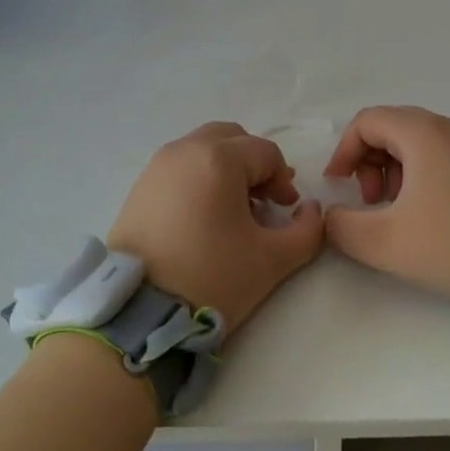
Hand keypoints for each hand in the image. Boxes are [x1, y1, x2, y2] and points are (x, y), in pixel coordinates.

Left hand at [106, 122, 324, 335]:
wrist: (139, 312)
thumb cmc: (211, 277)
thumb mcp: (272, 260)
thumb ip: (307, 231)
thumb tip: (310, 210)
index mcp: (218, 158)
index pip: (265, 153)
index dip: (283, 180)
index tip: (286, 211)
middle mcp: (185, 149)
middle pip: (232, 138)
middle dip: (254, 164)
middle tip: (262, 201)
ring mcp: (157, 165)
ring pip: (203, 148)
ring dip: (226, 168)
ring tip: (233, 211)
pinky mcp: (140, 186)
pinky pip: (180, 166)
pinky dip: (199, 177)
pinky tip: (203, 217)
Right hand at [322, 106, 449, 303]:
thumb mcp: (386, 242)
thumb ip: (343, 227)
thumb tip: (331, 216)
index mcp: (420, 133)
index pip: (366, 122)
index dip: (343, 151)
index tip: (337, 186)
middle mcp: (445, 129)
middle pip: (389, 129)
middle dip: (367, 162)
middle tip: (369, 201)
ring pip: (414, 144)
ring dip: (391, 172)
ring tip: (395, 211)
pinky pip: (438, 157)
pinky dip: (418, 177)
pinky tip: (424, 215)